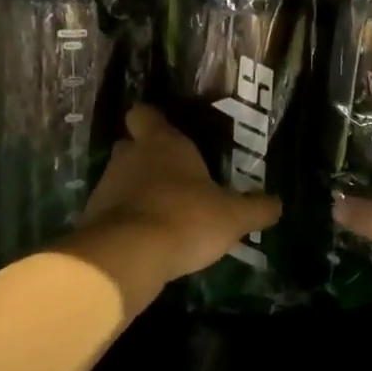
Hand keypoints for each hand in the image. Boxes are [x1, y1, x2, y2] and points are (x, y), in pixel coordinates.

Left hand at [60, 105, 280, 314]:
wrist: (127, 256)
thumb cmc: (185, 218)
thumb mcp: (233, 217)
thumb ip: (256, 209)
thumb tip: (278, 204)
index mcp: (162, 143)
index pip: (145, 114)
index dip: (153, 120)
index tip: (167, 131)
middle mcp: (130, 157)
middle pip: (133, 147)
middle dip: (150, 158)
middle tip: (176, 177)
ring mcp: (107, 187)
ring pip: (122, 180)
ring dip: (139, 193)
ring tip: (166, 214)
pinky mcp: (93, 219)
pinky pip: (114, 212)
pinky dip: (128, 221)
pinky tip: (149, 239)